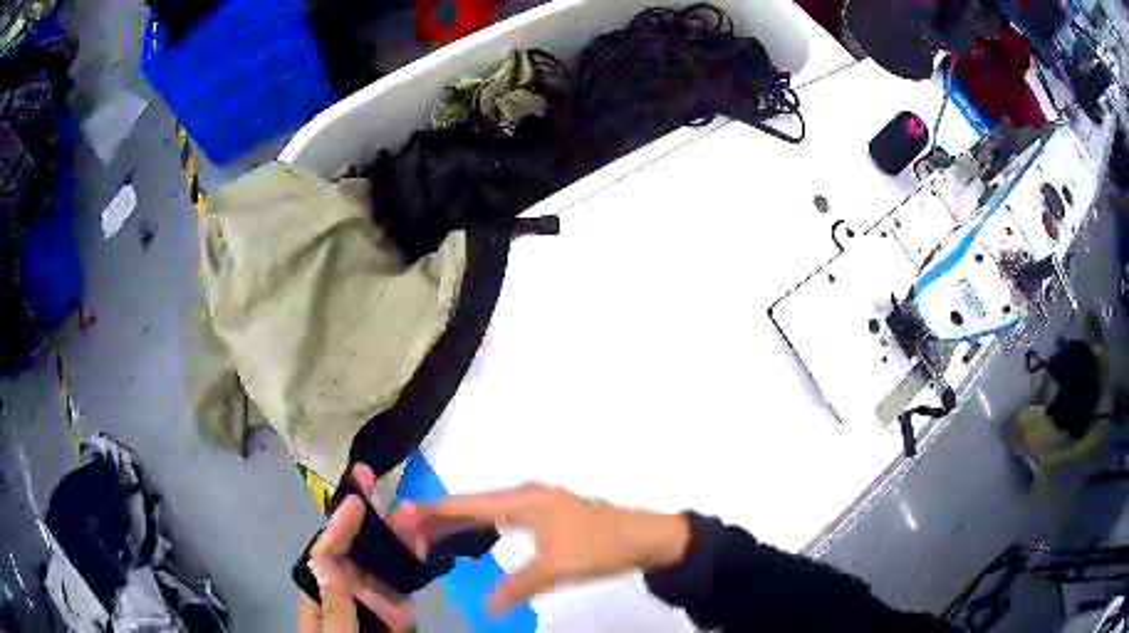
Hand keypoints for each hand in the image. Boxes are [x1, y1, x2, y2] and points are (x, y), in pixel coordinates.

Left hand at [299, 464, 422, 632]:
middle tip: (374, 482)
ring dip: (395, 541)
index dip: (341, 525)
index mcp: (321, 596)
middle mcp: (344, 593)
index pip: (327, 554)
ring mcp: (369, 605)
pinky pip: (401, 593)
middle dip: (370, 521)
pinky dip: (409, 570)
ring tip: (410, 518)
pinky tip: (418, 548)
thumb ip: (334, 604)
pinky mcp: (390, 616)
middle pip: (356, 552)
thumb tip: (324, 558)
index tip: (356, 496)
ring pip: (382, 568)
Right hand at [416, 483, 689, 615]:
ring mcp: (538, 503)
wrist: (646, 537)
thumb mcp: (556, 568)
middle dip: (441, 518)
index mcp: (524, 499)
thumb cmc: (599, 546)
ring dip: (461, 523)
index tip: (403, 514)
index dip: (434, 510)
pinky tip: (476, 541)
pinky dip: (482, 528)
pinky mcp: (549, 515)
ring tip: (432, 538)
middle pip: (474, 504)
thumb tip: (487, 608)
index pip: (468, 503)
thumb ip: (517, 586)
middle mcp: (526, 495)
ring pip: (488, 511)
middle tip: (410, 533)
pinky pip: (502, 519)